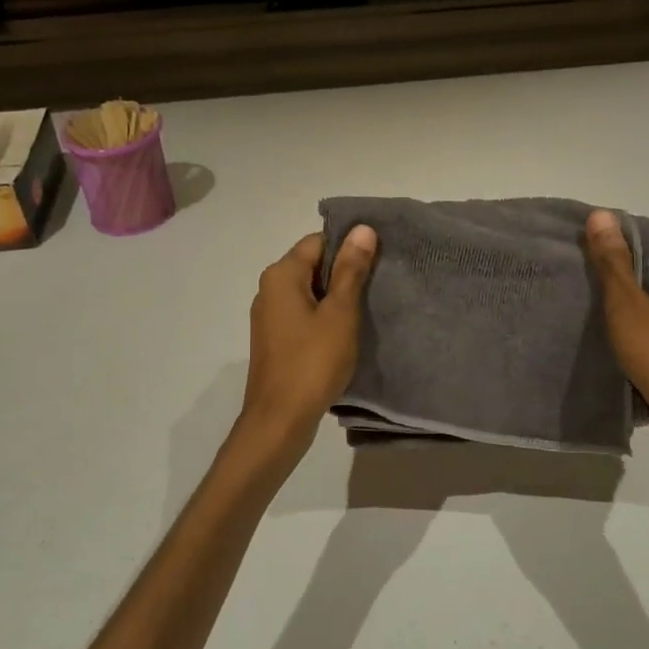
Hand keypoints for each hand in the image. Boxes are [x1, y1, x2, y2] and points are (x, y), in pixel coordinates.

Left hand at [239, 227, 377, 445]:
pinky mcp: (274, 340)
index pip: (318, 241)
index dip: (348, 246)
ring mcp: (269, 316)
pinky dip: (324, 317)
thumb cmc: (313, 362)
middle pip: (312, 265)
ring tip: (368, 308)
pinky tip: (346, 332)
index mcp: (281, 275)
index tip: (379, 259)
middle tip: (380, 284)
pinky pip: (303, 315)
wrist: (279, 419)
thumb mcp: (340, 313)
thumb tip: (362, 228)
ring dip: (336, 297)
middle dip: (344, 272)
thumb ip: (351, 270)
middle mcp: (269, 289)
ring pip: (308, 292)